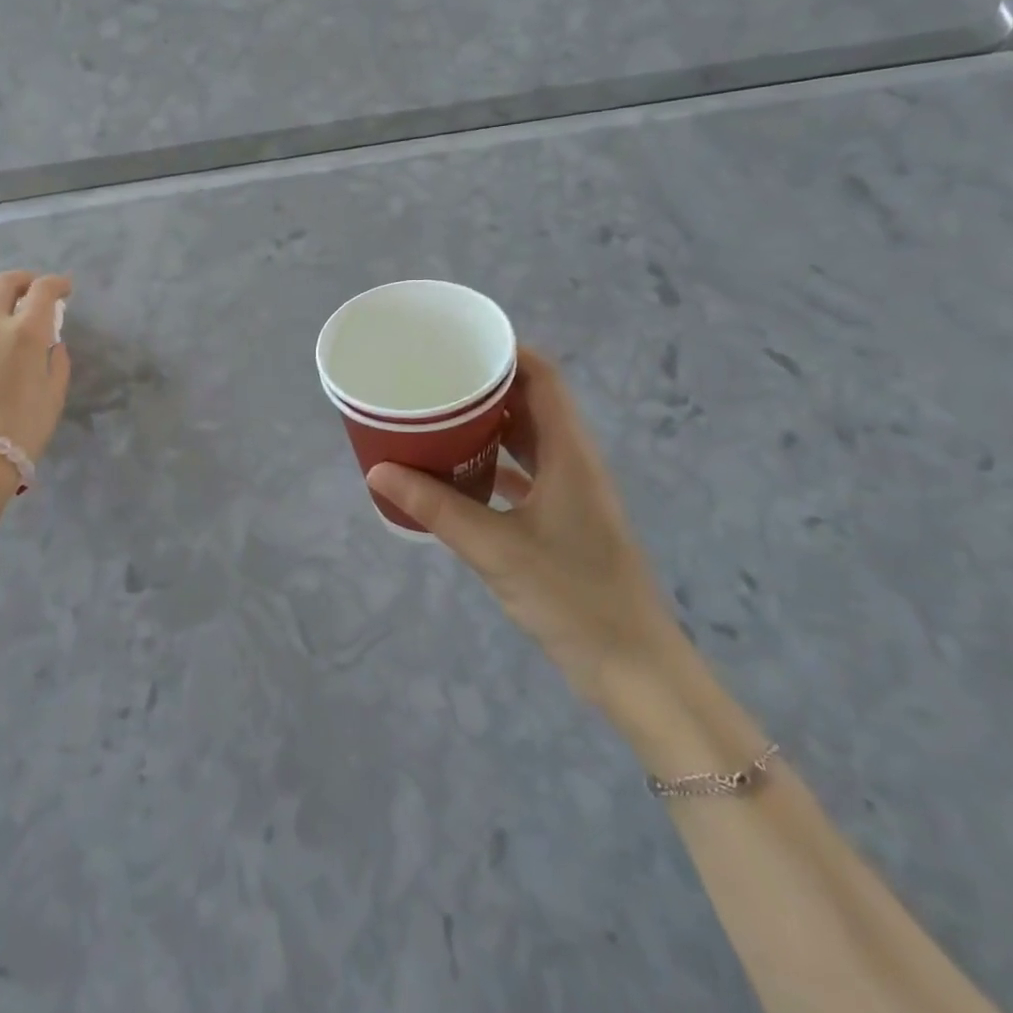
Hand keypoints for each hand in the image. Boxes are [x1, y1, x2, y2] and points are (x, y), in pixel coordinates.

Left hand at [0, 271, 71, 465]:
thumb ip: (58, 363)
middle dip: (25, 280)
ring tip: (0, 306)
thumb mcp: (54, 396)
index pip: (43, 291)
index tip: (65, 289)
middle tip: (34, 290)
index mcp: (26, 333)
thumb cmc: (23, 430)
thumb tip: (53, 345)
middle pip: (5, 283)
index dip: (57, 284)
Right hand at [366, 346, 671, 706]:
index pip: (544, 378)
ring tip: (440, 415)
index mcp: (569, 453)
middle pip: (532, 403)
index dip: (508, 351)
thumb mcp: (496, 549)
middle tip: (436, 378)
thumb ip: (436, 508)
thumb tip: (378, 471)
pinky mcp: (565, 520)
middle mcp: (574, 462)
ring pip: (528, 439)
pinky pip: (526, 472)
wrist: (634, 669)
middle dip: (487, 385)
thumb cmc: (572, 597)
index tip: (461, 343)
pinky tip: (459, 471)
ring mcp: (572, 493)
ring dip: (489, 424)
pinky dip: (495, 462)